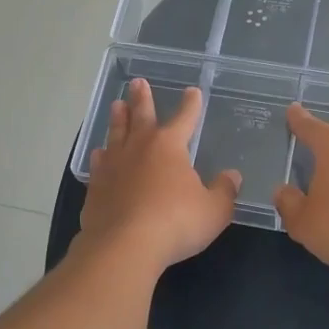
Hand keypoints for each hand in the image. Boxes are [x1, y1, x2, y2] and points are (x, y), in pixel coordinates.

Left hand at [79, 80, 240, 270]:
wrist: (124, 246)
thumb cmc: (176, 222)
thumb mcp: (214, 210)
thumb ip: (224, 191)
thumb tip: (232, 176)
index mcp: (169, 146)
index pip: (184, 119)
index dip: (190, 105)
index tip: (192, 91)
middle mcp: (139, 148)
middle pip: (140, 116)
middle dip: (141, 99)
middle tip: (137, 82)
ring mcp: (113, 166)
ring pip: (116, 134)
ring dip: (118, 119)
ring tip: (117, 105)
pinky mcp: (96, 188)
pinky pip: (99, 164)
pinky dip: (101, 156)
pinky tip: (100, 154)